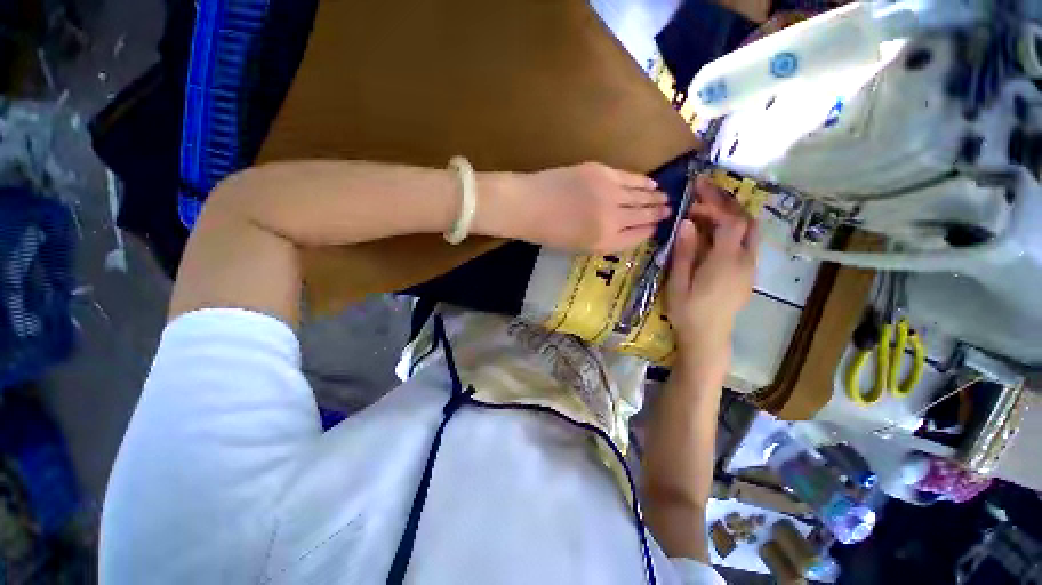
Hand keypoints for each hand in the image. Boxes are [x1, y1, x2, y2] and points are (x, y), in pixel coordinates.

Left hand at [490, 162, 670, 253]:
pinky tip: (652, 183)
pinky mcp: (603, 172)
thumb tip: (627, 231)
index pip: (637, 236)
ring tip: (665, 197)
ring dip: (656, 197)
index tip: (657, 227)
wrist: (528, 205)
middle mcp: (613, 219)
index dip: (649, 231)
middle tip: (669, 210)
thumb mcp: (578, 247)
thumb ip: (605, 241)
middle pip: (644, 215)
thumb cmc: (548, 232)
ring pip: (641, 196)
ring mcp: (609, 193)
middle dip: (658, 213)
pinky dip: (644, 181)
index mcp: (605, 241)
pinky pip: (631, 177)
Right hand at [666, 176, 757, 365]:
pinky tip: (714, 232)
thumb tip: (687, 222)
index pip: (730, 220)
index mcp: (725, 261)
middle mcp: (745, 260)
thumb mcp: (678, 282)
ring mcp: (750, 267)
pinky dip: (733, 228)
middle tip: (702, 193)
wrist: (708, 337)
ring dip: (732, 213)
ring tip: (707, 209)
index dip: (715, 201)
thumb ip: (684, 252)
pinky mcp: (748, 273)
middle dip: (726, 201)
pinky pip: (747, 242)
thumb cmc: (687, 311)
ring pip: (750, 230)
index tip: (696, 189)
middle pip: (746, 220)